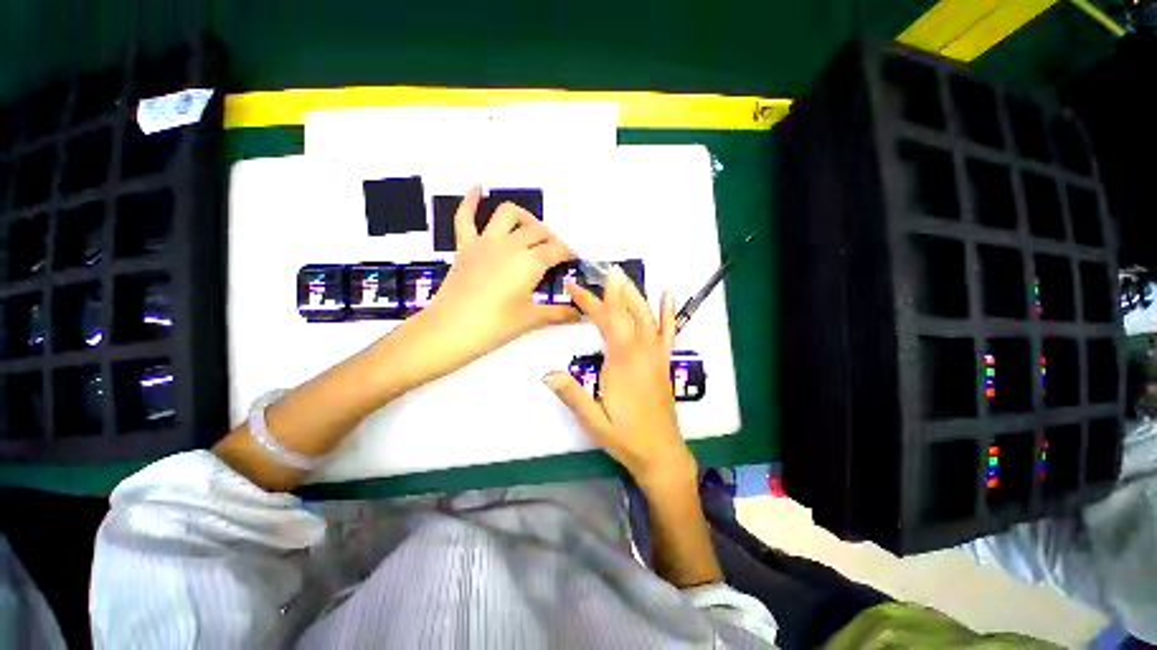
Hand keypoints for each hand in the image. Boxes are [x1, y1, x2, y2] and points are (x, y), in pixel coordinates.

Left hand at [418, 186, 578, 372]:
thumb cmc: (494, 326)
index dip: (568, 253)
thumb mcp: (530, 319)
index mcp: (530, 262)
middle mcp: (511, 245)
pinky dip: (471, 200)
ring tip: (531, 230)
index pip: (557, 250)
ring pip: (508, 214)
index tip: (573, 260)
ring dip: (524, 217)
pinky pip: (465, 217)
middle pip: (538, 231)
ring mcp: (485, 242)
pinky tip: (479, 187)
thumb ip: (558, 313)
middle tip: (554, 255)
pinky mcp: (465, 246)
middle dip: (551, 239)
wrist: (450, 330)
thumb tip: (581, 314)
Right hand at [543, 268, 696, 490]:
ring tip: (622, 276)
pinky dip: (668, 312)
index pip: (606, 320)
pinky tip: (667, 295)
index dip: (590, 300)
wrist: (662, 454)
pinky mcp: (664, 362)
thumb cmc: (626, 438)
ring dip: (634, 293)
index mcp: (622, 362)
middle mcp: (642, 352)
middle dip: (609, 291)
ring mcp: (657, 355)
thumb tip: (547, 373)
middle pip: (625, 312)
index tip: (574, 285)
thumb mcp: (594, 421)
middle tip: (597, 272)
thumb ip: (573, 395)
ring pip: (647, 316)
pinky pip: (669, 332)